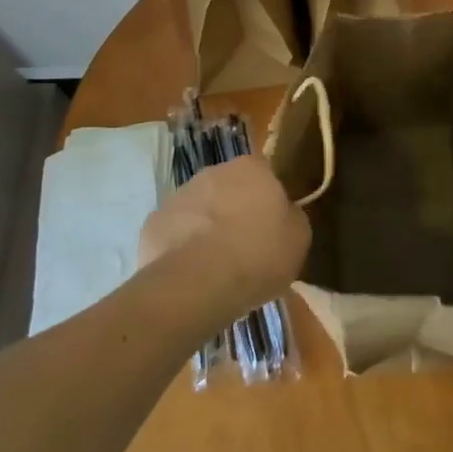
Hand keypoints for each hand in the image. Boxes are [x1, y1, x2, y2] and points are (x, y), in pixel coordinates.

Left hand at [138, 154, 309, 320]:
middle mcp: (213, 172)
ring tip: (216, 266)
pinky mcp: (153, 224)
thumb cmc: (258, 254)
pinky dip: (182, 248)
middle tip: (244, 246)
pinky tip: (191, 275)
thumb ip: (292, 217)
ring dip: (207, 228)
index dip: (268, 199)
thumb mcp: (298, 238)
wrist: (197, 283)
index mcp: (252, 168)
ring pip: (200, 209)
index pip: (264, 173)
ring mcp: (179, 196)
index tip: (271, 226)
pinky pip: (175, 233)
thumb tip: (284, 214)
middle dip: (235, 211)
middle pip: (229, 188)